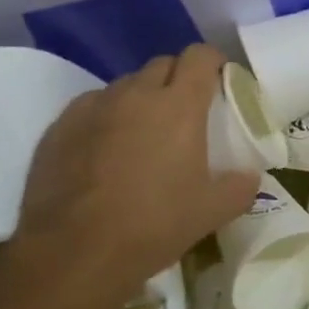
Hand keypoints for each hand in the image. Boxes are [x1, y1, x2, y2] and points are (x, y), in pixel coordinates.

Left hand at [8, 45, 258, 307]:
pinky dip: (106, 118)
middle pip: (162, 64)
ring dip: (141, 98)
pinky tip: (106, 151)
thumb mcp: (213, 211)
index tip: (220, 81)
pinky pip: (91, 107)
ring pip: (125, 85)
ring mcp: (93, 107)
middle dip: (178, 78)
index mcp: (179, 106)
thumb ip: (240, 186)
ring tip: (144, 133)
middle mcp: (135, 94)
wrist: (75, 252)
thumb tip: (249, 176)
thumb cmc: (155, 224)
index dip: (213, 62)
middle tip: (187, 111)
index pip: (200, 56)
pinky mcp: (59, 127)